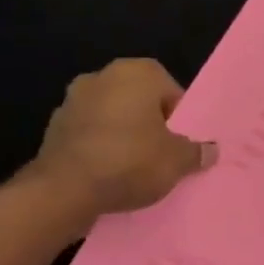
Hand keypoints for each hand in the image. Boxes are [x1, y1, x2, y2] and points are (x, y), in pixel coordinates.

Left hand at [24, 59, 216, 222]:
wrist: (63, 192)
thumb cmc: (130, 161)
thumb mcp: (177, 160)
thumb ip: (196, 152)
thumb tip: (210, 150)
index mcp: (137, 72)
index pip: (171, 92)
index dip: (179, 120)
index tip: (180, 145)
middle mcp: (102, 76)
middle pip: (139, 102)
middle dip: (149, 125)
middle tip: (161, 155)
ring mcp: (72, 101)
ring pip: (112, 118)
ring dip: (122, 136)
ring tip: (133, 169)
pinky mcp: (52, 128)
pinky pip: (89, 136)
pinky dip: (99, 149)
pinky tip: (107, 175)